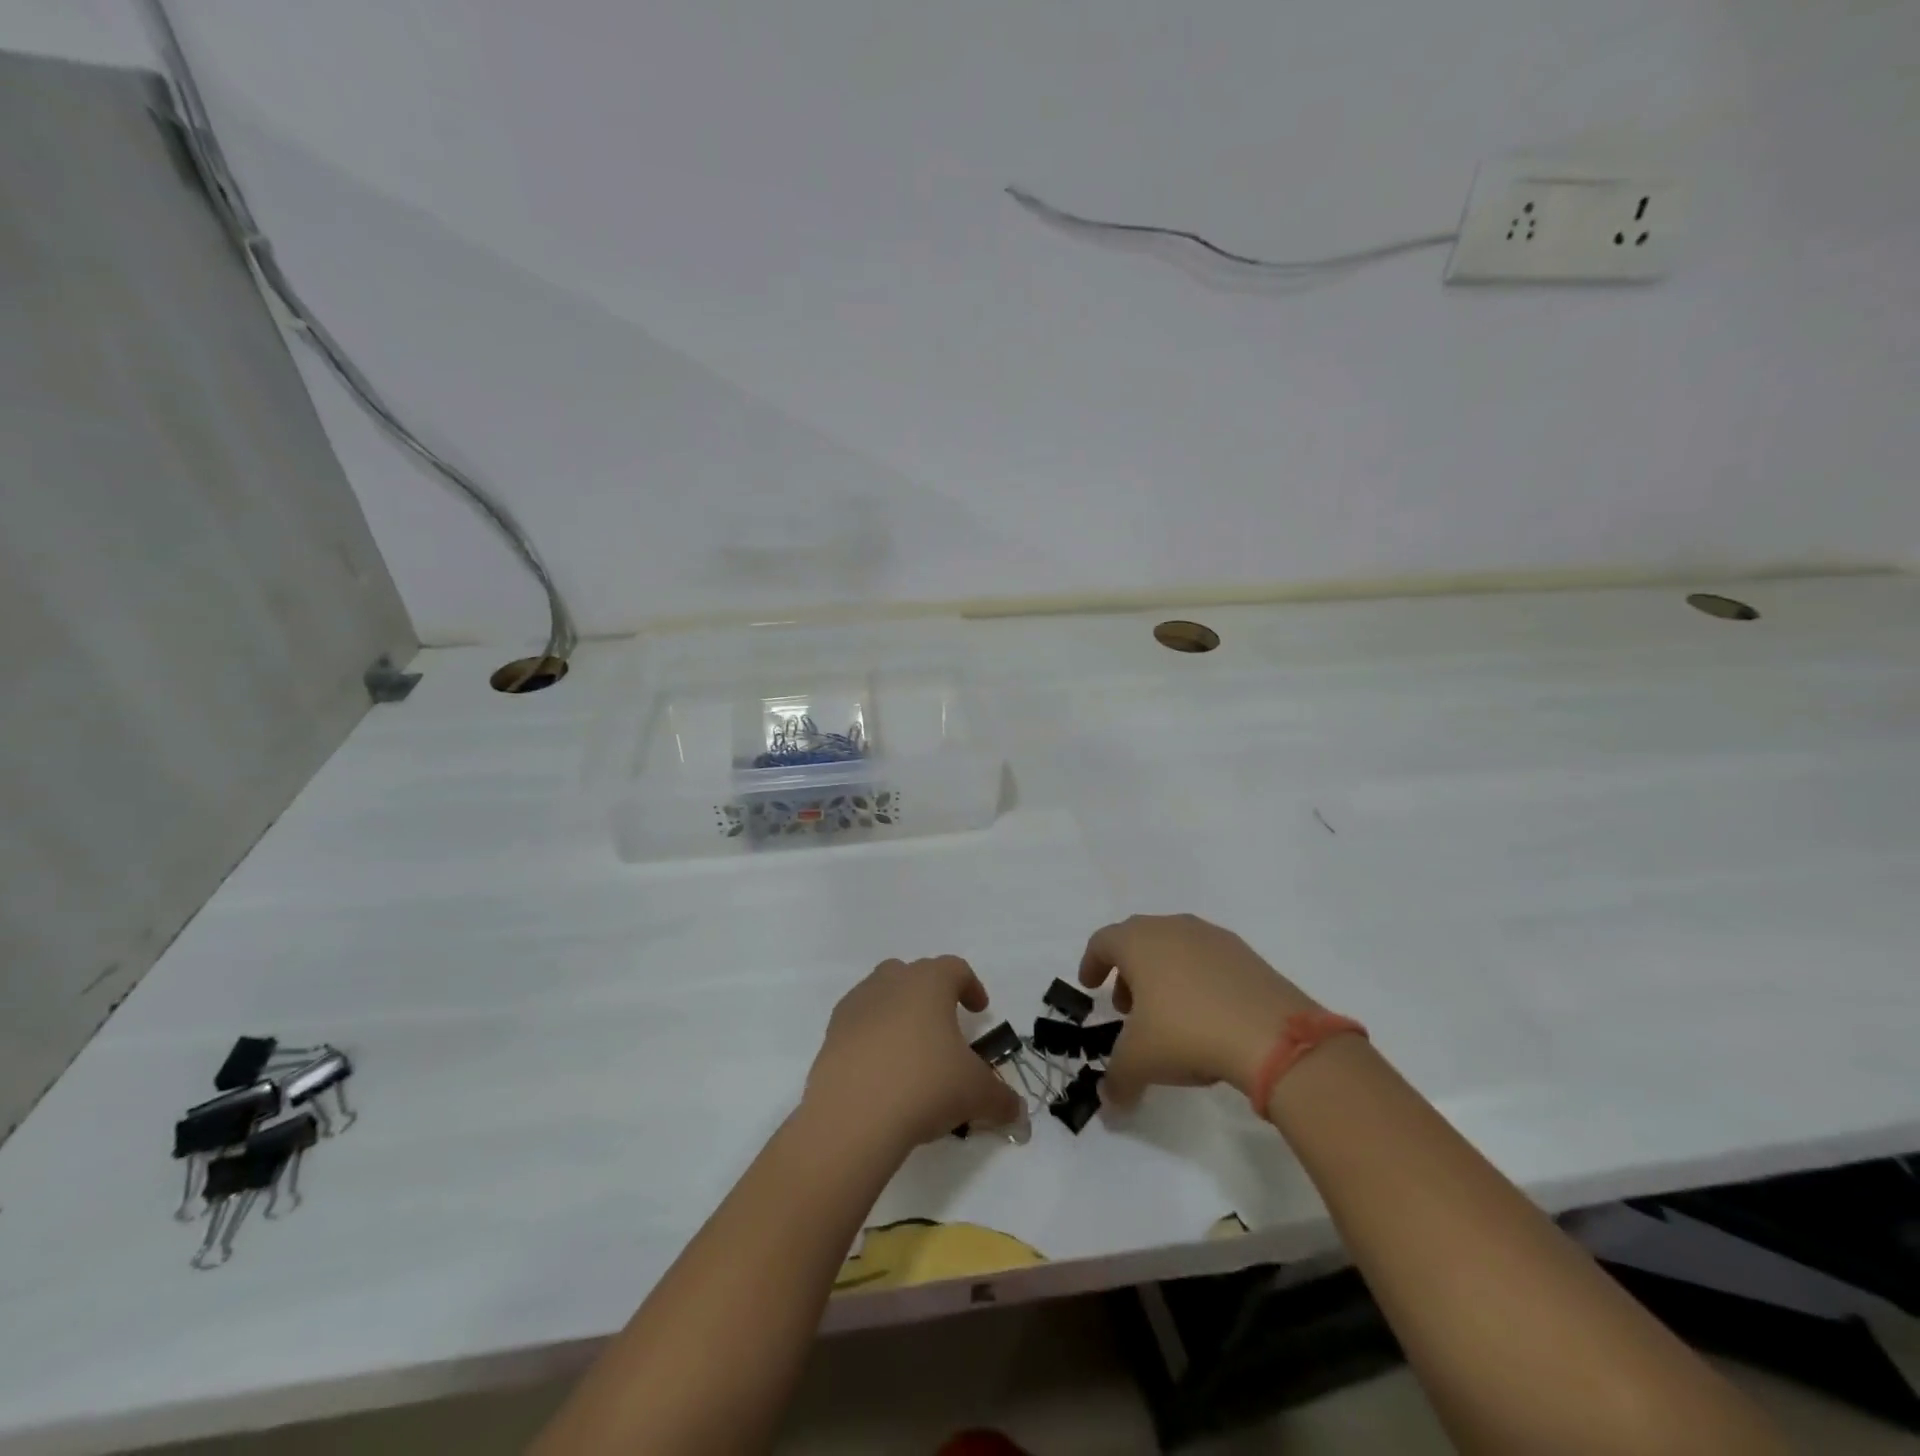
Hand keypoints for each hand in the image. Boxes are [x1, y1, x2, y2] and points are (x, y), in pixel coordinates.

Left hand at [804, 957, 1023, 1151]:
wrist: (853, 1115)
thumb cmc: (925, 1085)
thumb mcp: (976, 1093)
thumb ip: (1002, 1099)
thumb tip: (1018, 1113)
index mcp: (929, 983)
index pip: (955, 969)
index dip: (971, 986)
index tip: (979, 1010)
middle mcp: (891, 982)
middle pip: (914, 974)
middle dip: (930, 994)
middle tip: (944, 1025)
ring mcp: (857, 1005)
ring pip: (882, 994)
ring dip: (898, 1012)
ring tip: (911, 1049)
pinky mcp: (832, 1033)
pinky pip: (859, 1024)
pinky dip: (872, 1037)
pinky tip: (881, 1070)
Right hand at [1078, 914, 1321, 1109]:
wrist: (1272, 1035)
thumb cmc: (1187, 1032)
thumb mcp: (1140, 1062)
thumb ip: (1116, 1078)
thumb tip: (1109, 1102)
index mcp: (1138, 942)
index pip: (1102, 941)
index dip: (1091, 963)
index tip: (1090, 986)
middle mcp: (1172, 928)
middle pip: (1139, 940)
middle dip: (1127, 972)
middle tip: (1126, 1006)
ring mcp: (1212, 937)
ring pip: (1175, 947)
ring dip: (1162, 974)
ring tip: (1167, 1014)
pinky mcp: (1246, 955)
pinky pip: (1207, 961)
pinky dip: (1196, 980)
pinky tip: (1205, 1015)